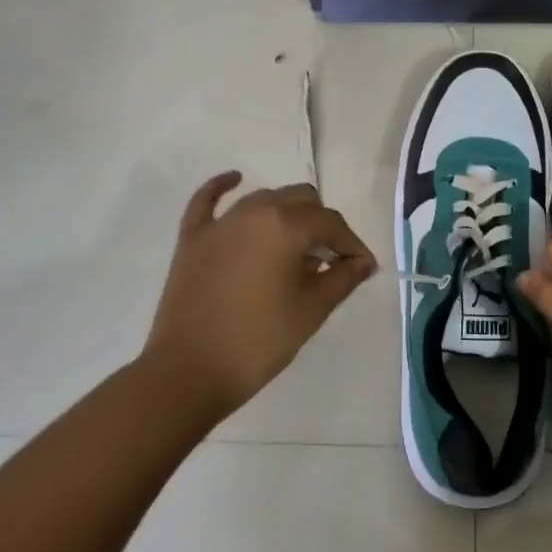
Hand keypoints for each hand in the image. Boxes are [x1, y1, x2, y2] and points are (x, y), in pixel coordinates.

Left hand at [142, 172, 376, 422]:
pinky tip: (235, 179)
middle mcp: (255, 212)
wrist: (188, 372)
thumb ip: (342, 279)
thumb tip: (362, 262)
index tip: (362, 268)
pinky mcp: (193, 238)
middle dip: (321, 224)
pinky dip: (223, 187)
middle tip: (329, 261)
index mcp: (287, 226)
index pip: (331, 223)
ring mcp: (220, 223)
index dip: (352, 244)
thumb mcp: (310, 311)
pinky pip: (208, 200)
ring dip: (286, 213)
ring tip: (295, 247)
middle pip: (301, 200)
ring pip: (264, 199)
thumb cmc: (258, 341)